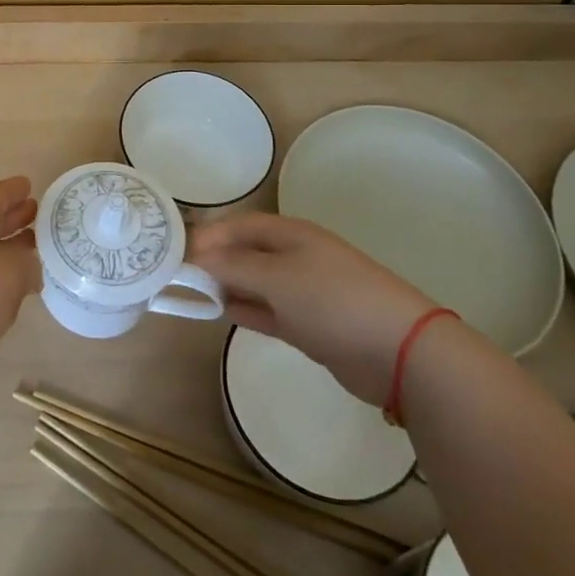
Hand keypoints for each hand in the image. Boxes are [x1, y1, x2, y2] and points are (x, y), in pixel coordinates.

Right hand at [189, 213, 440, 401]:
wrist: (398, 350)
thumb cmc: (332, 299)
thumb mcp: (277, 277)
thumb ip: (233, 266)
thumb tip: (196, 257)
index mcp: (290, 234)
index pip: (239, 225)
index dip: (208, 234)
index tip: (176, 252)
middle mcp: (295, 256)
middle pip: (245, 252)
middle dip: (214, 260)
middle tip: (178, 275)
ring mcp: (304, 291)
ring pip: (254, 282)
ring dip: (226, 285)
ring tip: (191, 293)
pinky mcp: (309, 324)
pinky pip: (267, 309)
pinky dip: (245, 308)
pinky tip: (221, 311)